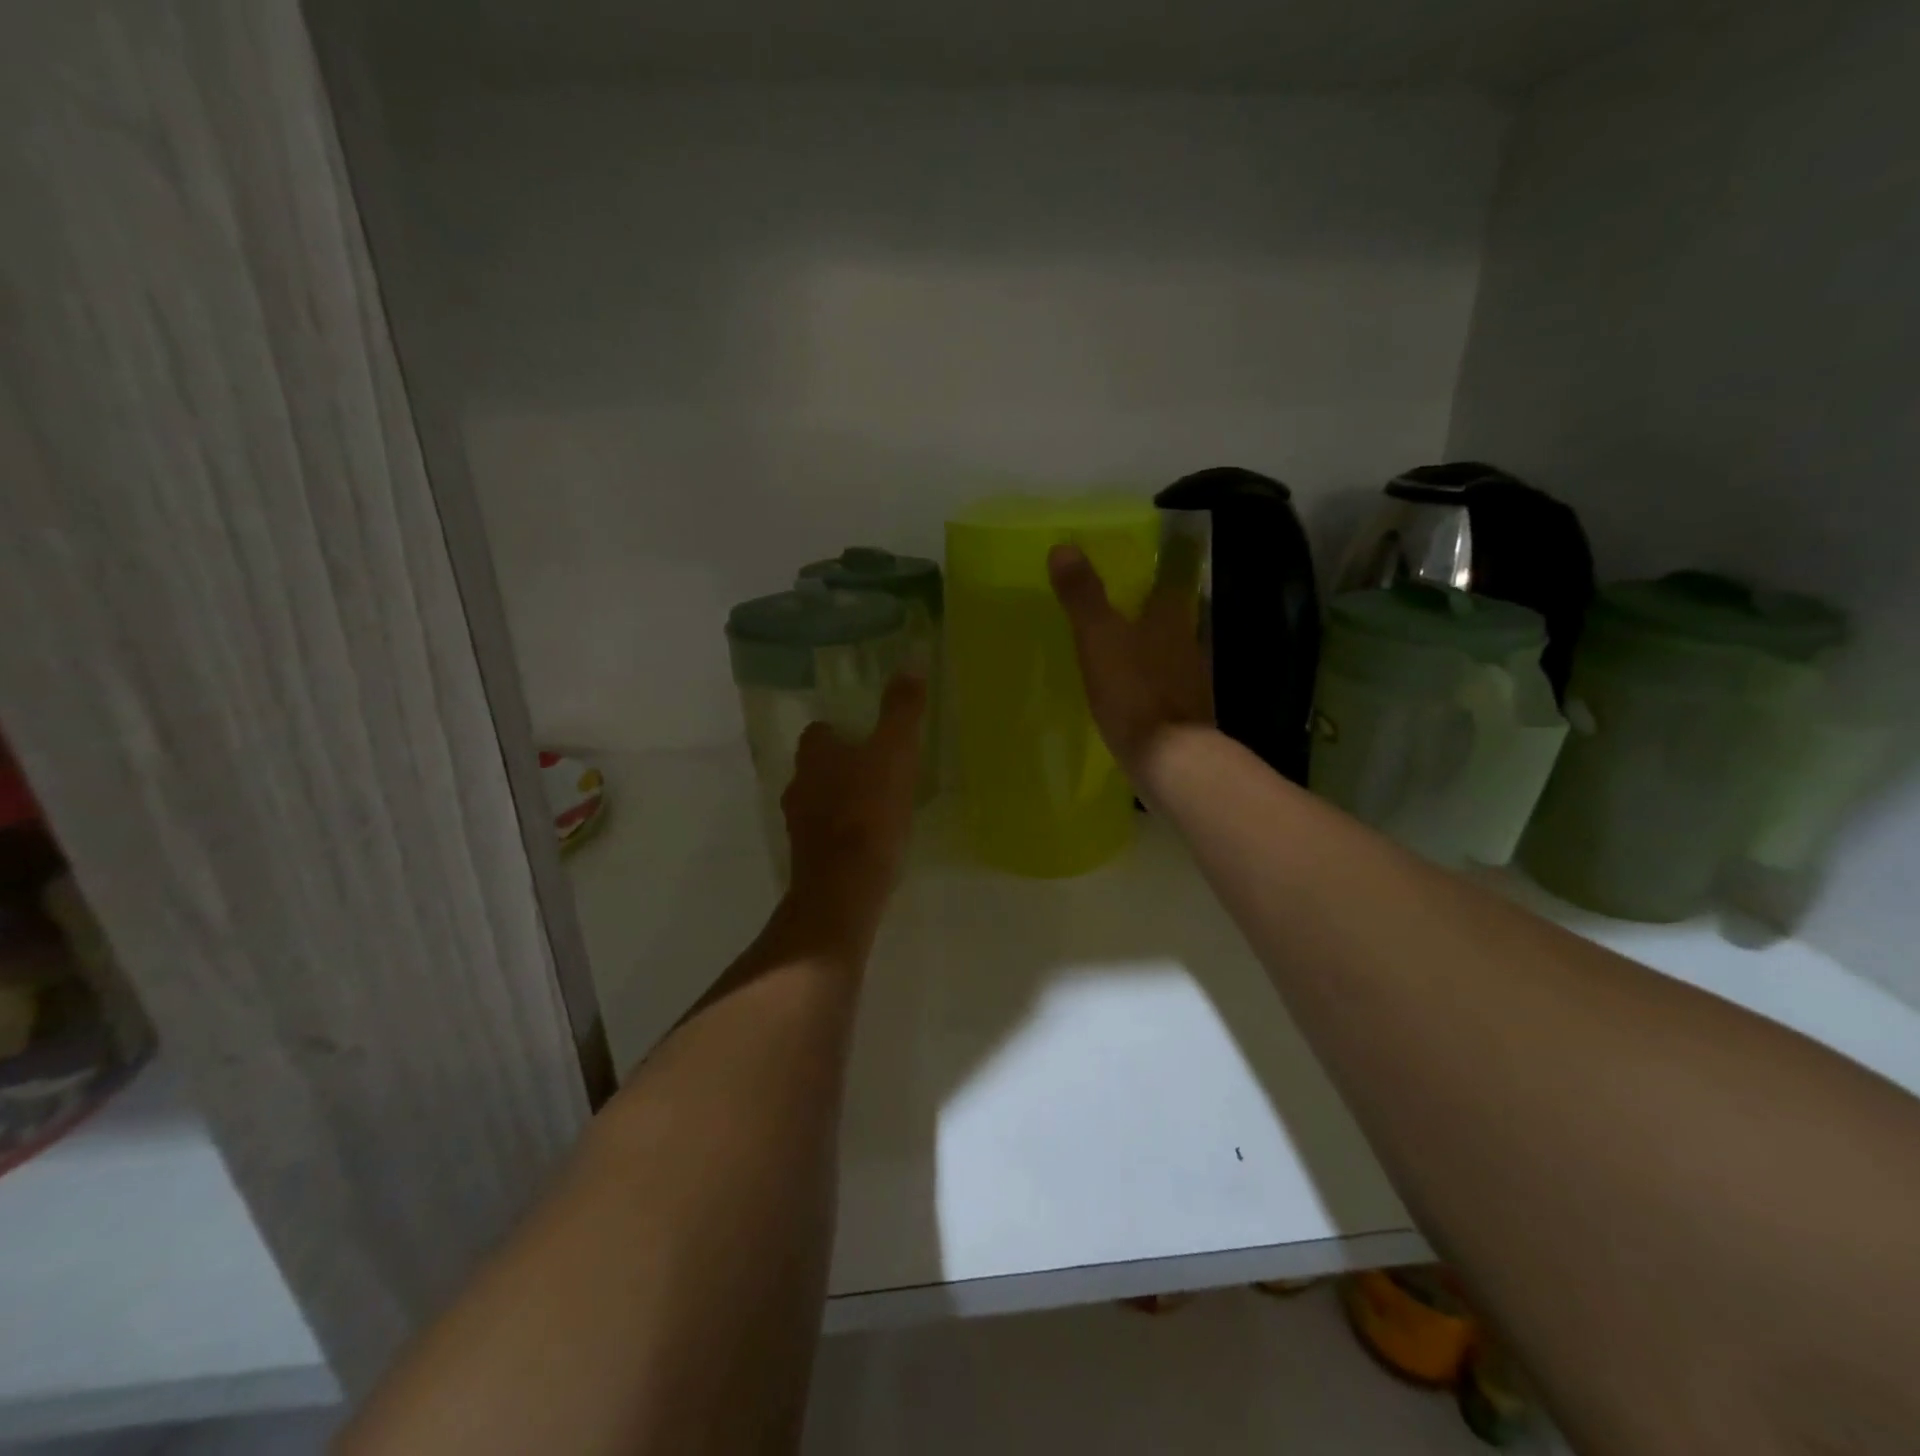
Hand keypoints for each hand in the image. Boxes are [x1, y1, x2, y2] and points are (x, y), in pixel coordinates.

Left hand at [781, 672, 928, 953]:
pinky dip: (844, 832)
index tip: (869, 737)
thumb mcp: (894, 753)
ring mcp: (799, 825)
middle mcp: (798, 785)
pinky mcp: (808, 858)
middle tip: (879, 770)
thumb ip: (902, 710)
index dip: (842, 731)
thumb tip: (911, 660)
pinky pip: (826, 834)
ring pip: (820, 800)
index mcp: (814, 755)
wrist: (844, 888)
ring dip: (843, 800)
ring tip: (879, 807)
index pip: (820, 731)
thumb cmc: (869, 812)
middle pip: (818, 767)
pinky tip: (870, 842)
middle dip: (843, 766)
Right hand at [1048, 543, 1211, 774]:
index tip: (1143, 560)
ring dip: (1149, 645)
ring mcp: (1190, 680)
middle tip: (1121, 601)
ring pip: (1169, 650)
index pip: (1171, 579)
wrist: (1169, 759)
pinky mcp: (1183, 713)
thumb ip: (1083, 596)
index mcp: (1172, 617)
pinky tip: (1130, 688)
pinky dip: (1149, 680)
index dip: (1159, 567)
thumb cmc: (1135, 691)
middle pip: (1171, 615)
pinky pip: (1163, 685)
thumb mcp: (1099, 638)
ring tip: (1119, 644)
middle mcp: (1188, 642)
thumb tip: (1063, 547)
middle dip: (1150, 608)